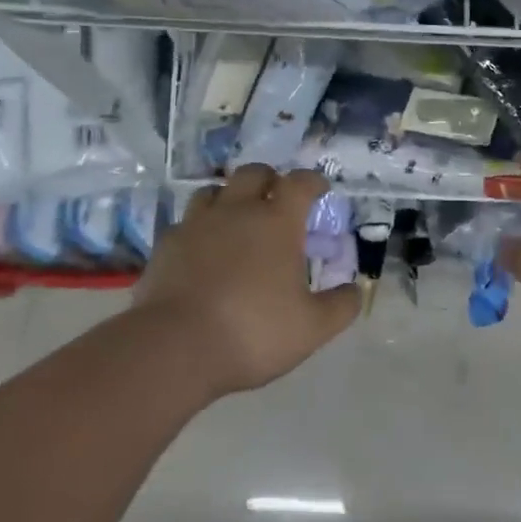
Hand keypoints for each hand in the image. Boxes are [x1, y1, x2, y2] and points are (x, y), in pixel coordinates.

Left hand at [135, 166, 359, 396]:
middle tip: (276, 198)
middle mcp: (236, 211)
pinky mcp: (165, 246)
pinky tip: (201, 249)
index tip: (319, 190)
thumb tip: (355, 289)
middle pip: (253, 173)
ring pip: (213, 191)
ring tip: (236, 218)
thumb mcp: (312, 327)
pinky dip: (199, 228)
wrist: (174, 348)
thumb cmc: (253, 331)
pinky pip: (185, 223)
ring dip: (230, 197)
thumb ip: (340, 306)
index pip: (299, 183)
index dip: (312, 181)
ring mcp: (196, 225)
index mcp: (277, 222)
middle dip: (269, 179)